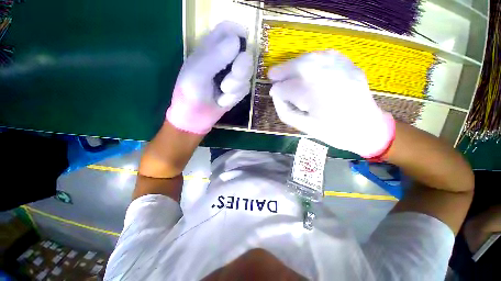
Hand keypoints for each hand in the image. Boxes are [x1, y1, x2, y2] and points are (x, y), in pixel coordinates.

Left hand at [166, 21, 252, 133]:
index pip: (229, 29)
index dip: (239, 34)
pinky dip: (235, 97)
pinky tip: (223, 101)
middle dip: (241, 70)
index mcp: (210, 48)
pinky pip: (246, 88)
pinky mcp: (237, 90)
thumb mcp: (197, 74)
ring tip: (221, 93)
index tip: (241, 49)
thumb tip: (238, 41)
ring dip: (236, 86)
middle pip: (246, 53)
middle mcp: (224, 59)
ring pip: (248, 73)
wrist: (195, 119)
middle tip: (226, 83)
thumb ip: (215, 56)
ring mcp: (232, 75)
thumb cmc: (189, 95)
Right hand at [268, 50, 394, 157]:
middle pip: (302, 66)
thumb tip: (276, 97)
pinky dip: (312, 58)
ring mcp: (344, 70)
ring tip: (286, 70)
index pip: (291, 89)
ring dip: (295, 62)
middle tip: (272, 75)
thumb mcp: (305, 127)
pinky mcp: (351, 67)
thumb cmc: (334, 132)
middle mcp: (332, 79)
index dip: (278, 90)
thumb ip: (286, 111)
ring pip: (313, 58)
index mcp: (319, 98)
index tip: (272, 92)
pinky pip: (327, 56)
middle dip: (283, 70)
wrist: (368, 129)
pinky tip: (305, 64)